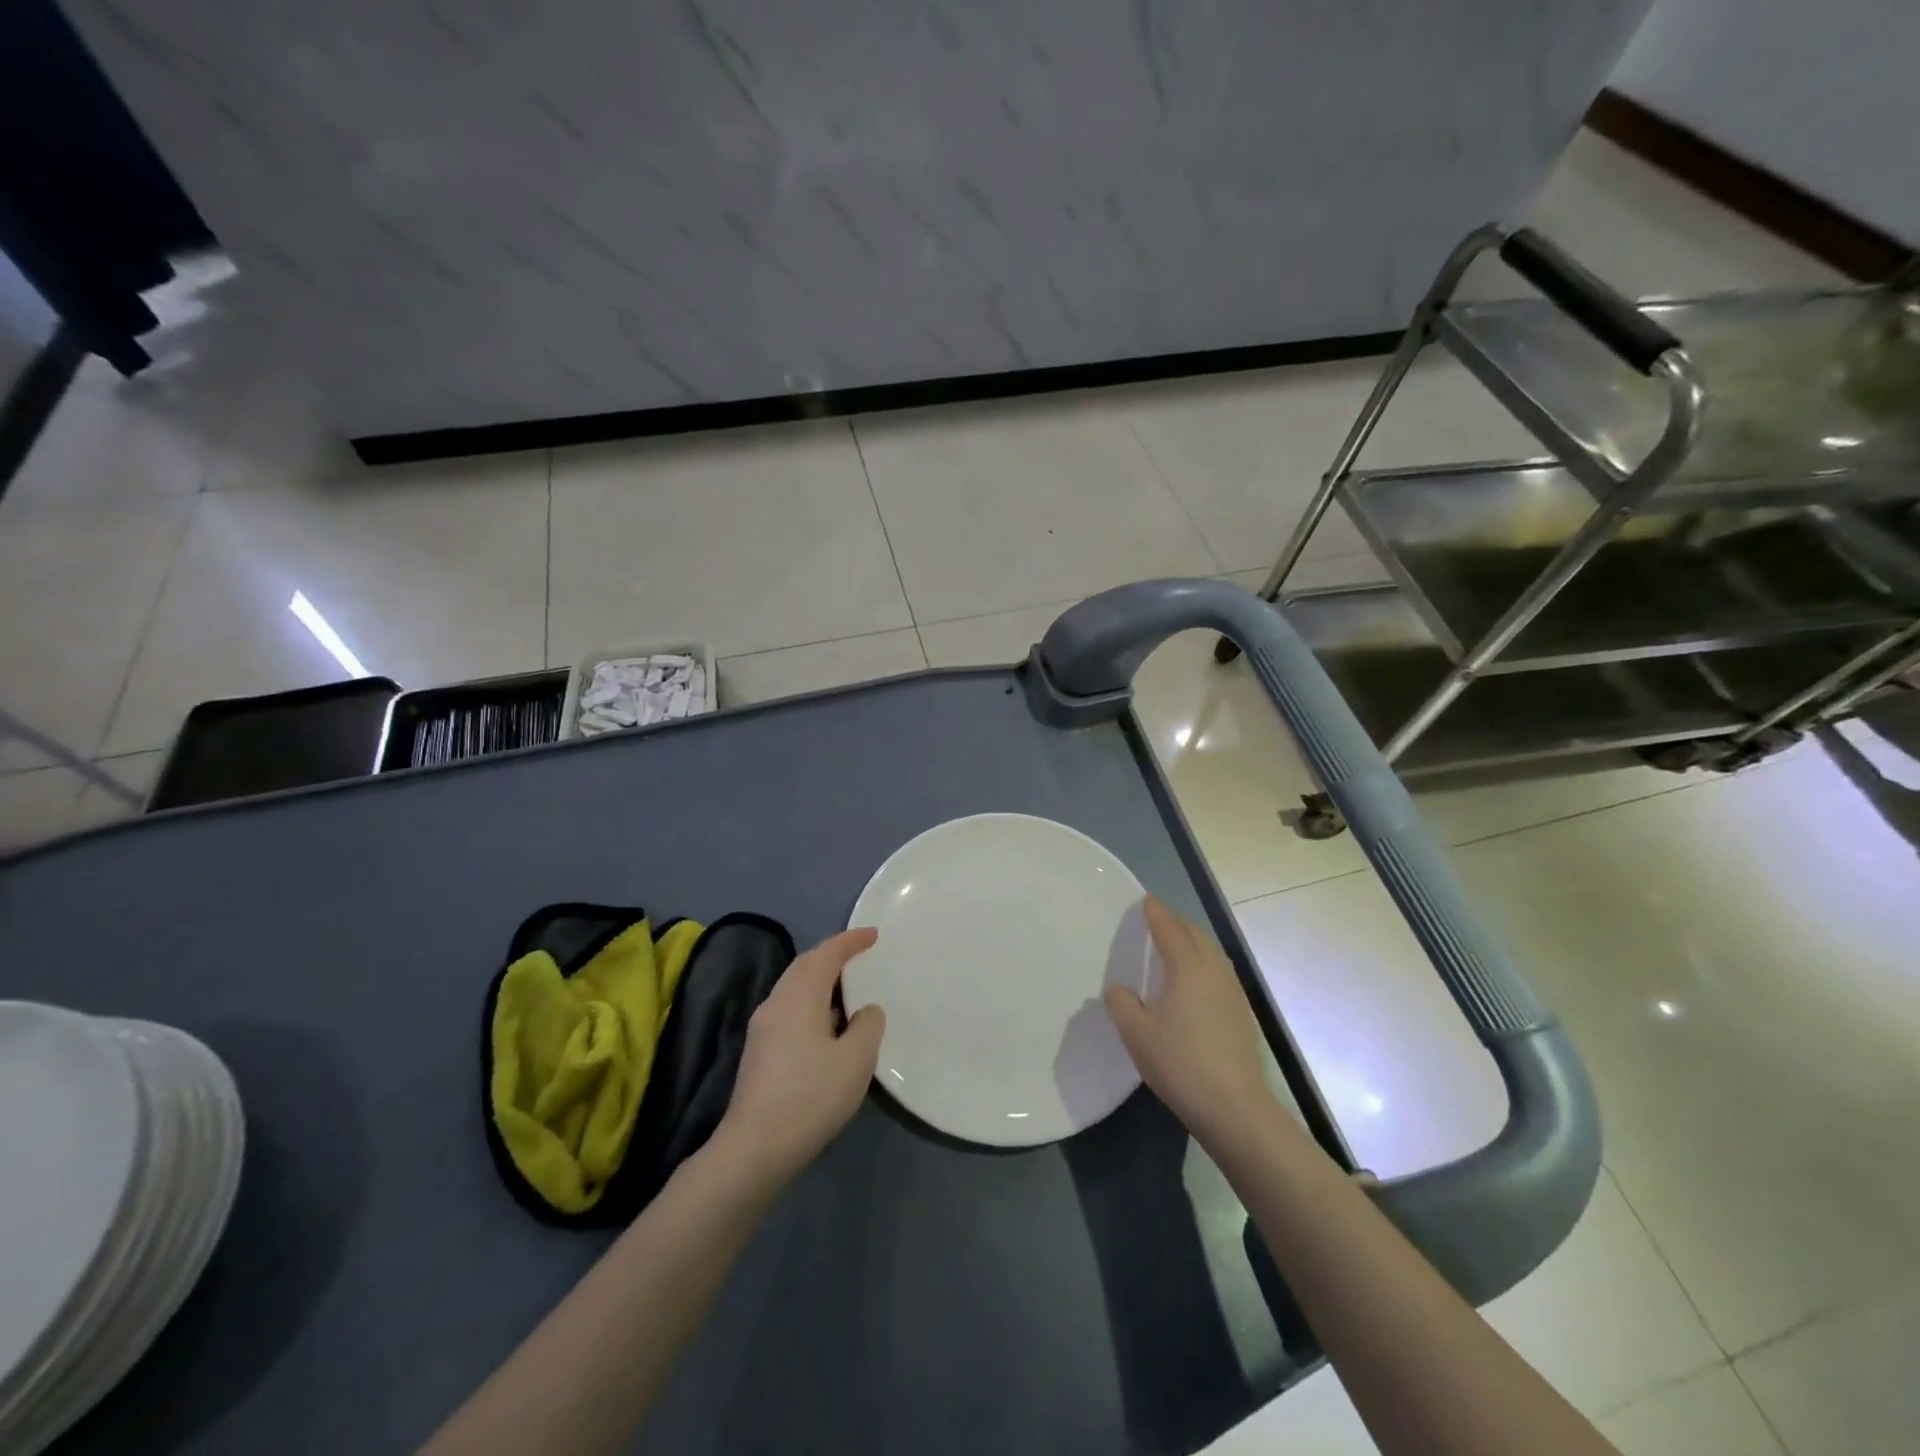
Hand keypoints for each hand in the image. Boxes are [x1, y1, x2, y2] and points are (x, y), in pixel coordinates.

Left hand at [716, 928, 885, 1187]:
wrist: (754, 1148)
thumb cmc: (810, 1096)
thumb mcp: (855, 1060)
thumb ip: (867, 1026)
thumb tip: (866, 1010)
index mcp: (799, 996)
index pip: (826, 954)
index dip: (850, 941)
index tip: (873, 934)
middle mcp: (776, 1002)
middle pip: (805, 966)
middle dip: (833, 955)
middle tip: (860, 955)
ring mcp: (763, 1027)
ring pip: (795, 988)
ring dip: (821, 980)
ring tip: (849, 989)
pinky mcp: (759, 1051)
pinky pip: (790, 1009)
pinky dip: (812, 1003)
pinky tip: (828, 1026)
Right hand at [1105, 897, 1273, 1145]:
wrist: (1234, 1107)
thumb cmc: (1180, 1062)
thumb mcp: (1136, 1034)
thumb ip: (1122, 1004)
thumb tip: (1121, 991)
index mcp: (1188, 967)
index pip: (1170, 929)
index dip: (1157, 914)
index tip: (1146, 901)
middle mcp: (1214, 971)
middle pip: (1196, 936)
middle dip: (1177, 923)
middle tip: (1159, 919)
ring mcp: (1233, 993)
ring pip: (1213, 954)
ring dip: (1194, 942)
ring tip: (1177, 945)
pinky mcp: (1242, 1015)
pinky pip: (1220, 973)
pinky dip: (1205, 964)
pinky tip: (1196, 982)